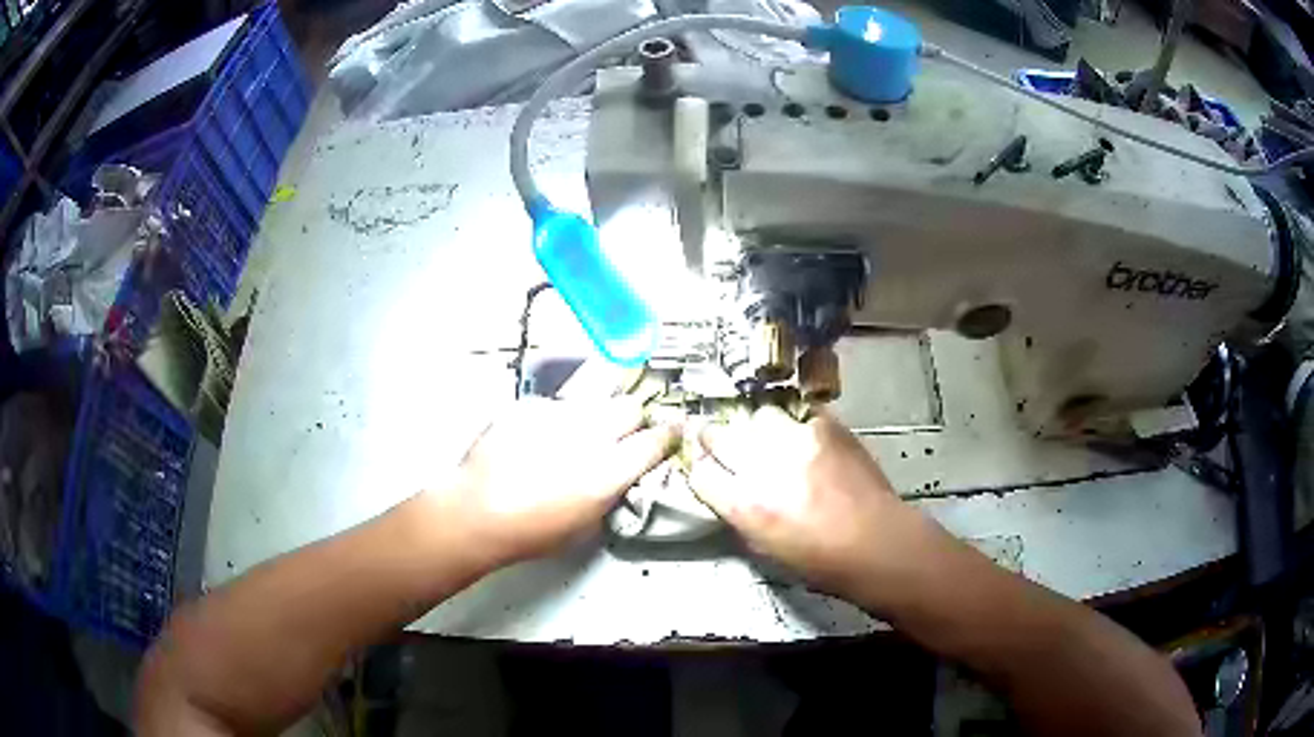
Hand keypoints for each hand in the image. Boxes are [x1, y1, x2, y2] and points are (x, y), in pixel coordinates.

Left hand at [433, 397, 676, 569]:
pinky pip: (554, 406)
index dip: (667, 435)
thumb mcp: (585, 525)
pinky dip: (554, 420)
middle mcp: (588, 435)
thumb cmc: (530, 532)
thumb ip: (610, 492)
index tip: (670, 432)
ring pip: (592, 403)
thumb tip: (620, 475)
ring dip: (592, 419)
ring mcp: (556, 415)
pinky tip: (536, 440)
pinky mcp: (528, 406)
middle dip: (633, 418)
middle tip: (621, 433)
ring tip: (569, 440)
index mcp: (608, 471)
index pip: (655, 440)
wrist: (475, 512)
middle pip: (630, 406)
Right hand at [689, 406, 920, 596]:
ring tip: (773, 442)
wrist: (877, 542)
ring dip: (759, 430)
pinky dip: (799, 427)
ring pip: (759, 417)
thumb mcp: (765, 548)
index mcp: (744, 504)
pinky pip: (799, 415)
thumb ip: (740, 514)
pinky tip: (808, 442)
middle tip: (723, 445)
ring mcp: (797, 439)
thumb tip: (728, 490)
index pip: (699, 472)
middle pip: (719, 435)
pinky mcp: (826, 426)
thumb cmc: (820, 562)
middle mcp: (763, 465)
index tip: (706, 469)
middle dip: (715, 440)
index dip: (700, 470)